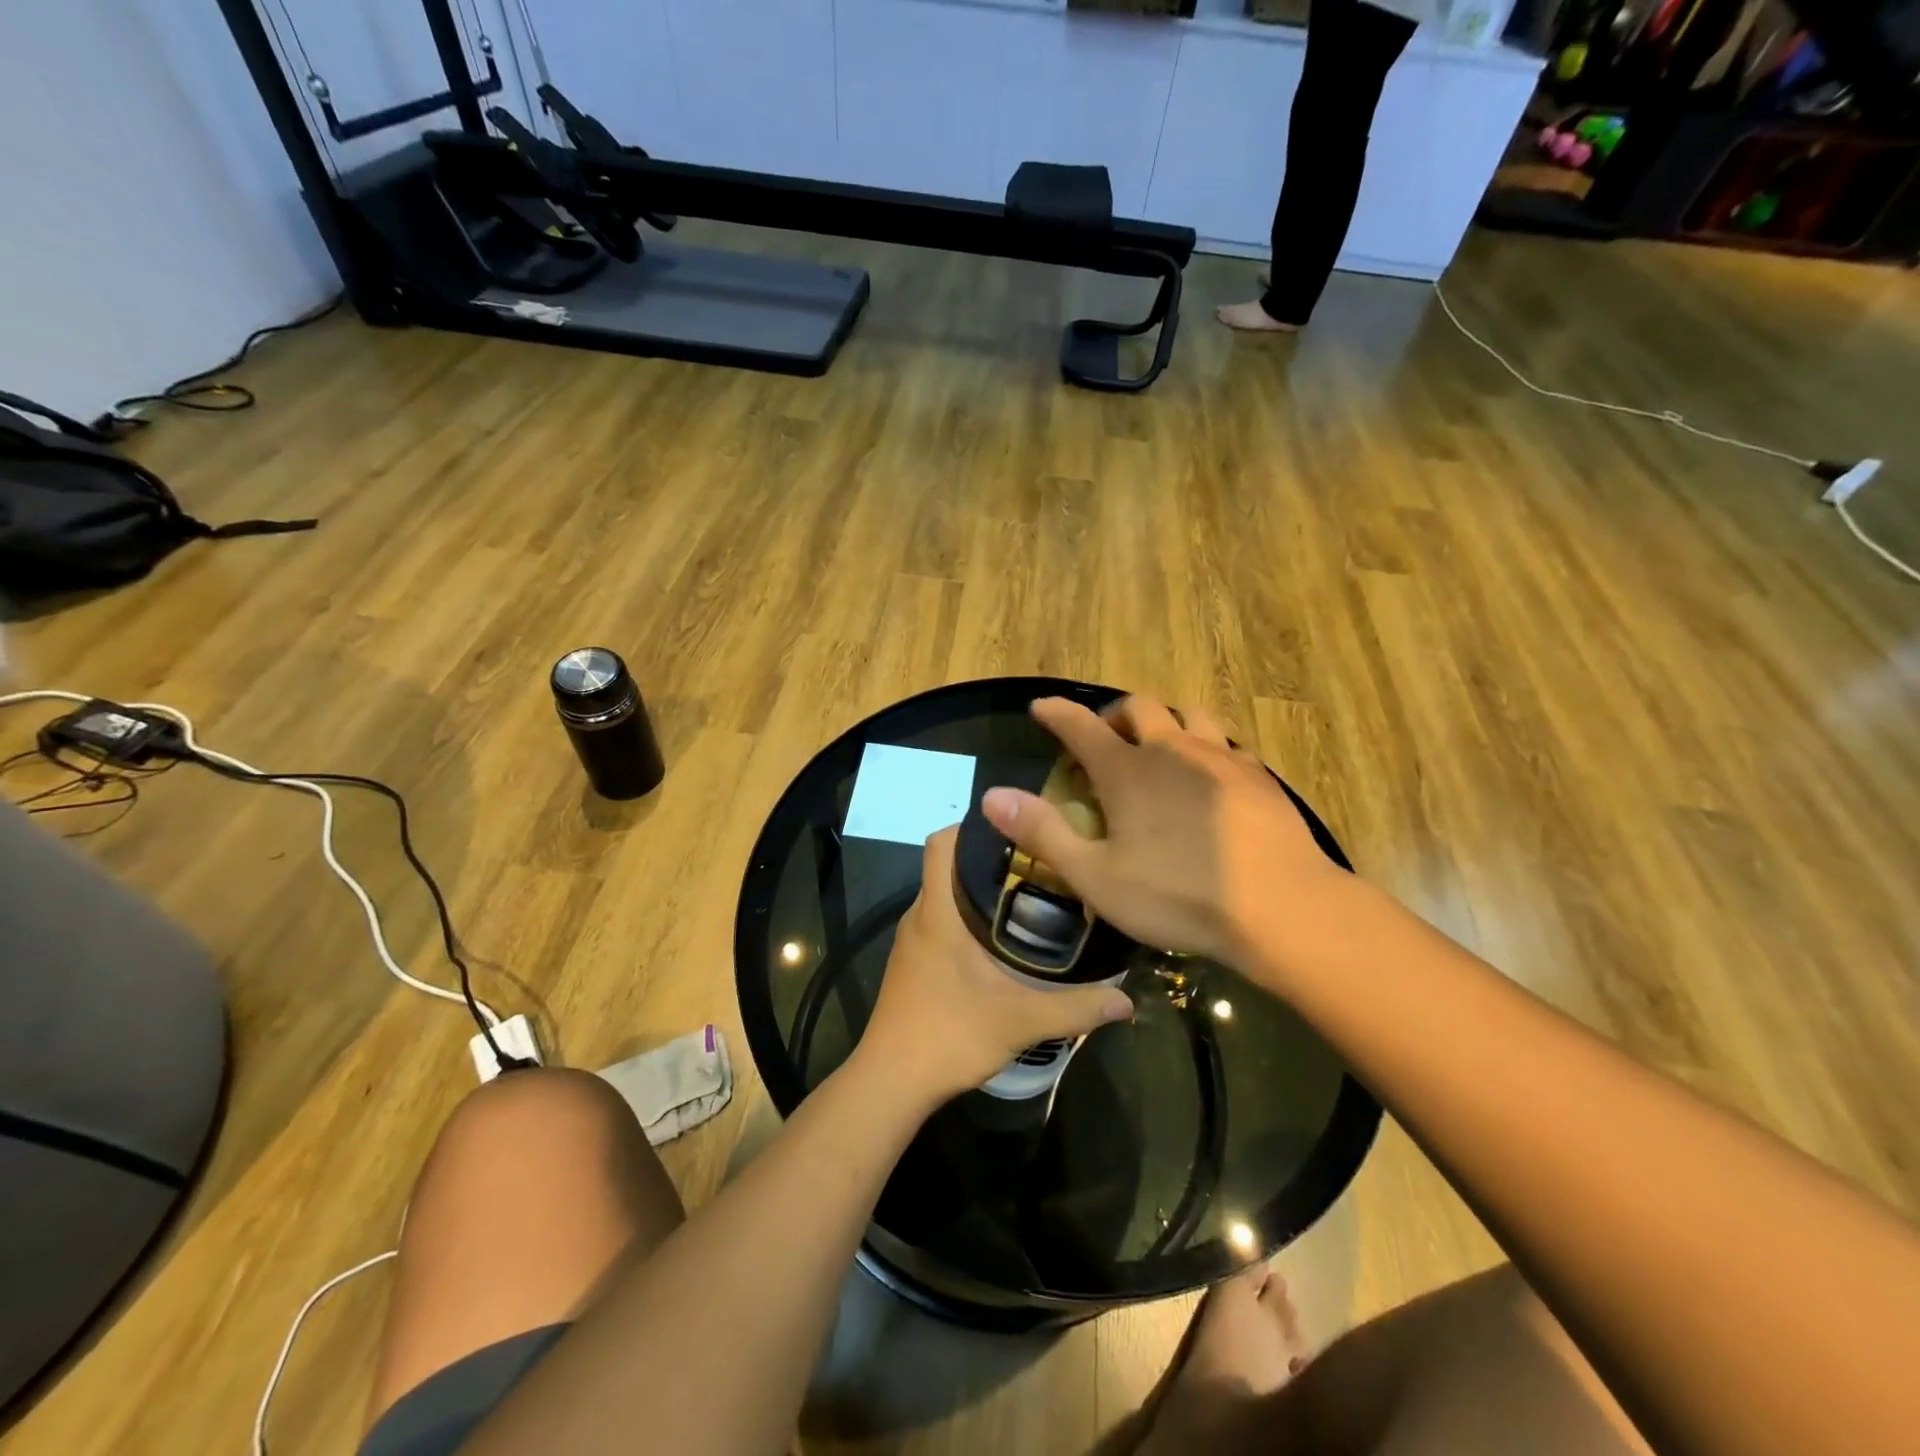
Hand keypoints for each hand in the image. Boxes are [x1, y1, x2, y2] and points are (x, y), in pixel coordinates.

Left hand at [858, 827, 1134, 1104]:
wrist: (890, 1082)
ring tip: (1029, 898)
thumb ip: (1076, 1008)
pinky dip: (967, 919)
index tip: (1016, 830)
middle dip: (989, 859)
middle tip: (1039, 864)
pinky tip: (1001, 943)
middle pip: (948, 866)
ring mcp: (912, 941)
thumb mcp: (1020, 1020)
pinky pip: (939, 922)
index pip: (940, 843)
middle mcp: (919, 917)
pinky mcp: (912, 964)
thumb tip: (1126, 1000)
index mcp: (937, 912)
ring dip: (979, 891)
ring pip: (944, 896)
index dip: (972, 826)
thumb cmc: (949, 1036)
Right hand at [981, 696, 1344, 972]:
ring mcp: (1220, 757)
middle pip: (1139, 706)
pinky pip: (1226, 743)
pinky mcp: (1258, 776)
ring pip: (1189, 715)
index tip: (1040, 707)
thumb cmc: (1177, 895)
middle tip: (1105, 742)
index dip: (1056, 713)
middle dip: (1114, 715)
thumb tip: (992, 795)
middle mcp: (1172, 749)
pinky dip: (1206, 748)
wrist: (1280, 908)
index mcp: (1127, 770)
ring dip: (1166, 723)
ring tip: (1161, 751)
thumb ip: (1042, 832)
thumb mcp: (1095, 876)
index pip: (1079, 726)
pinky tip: (1210, 780)